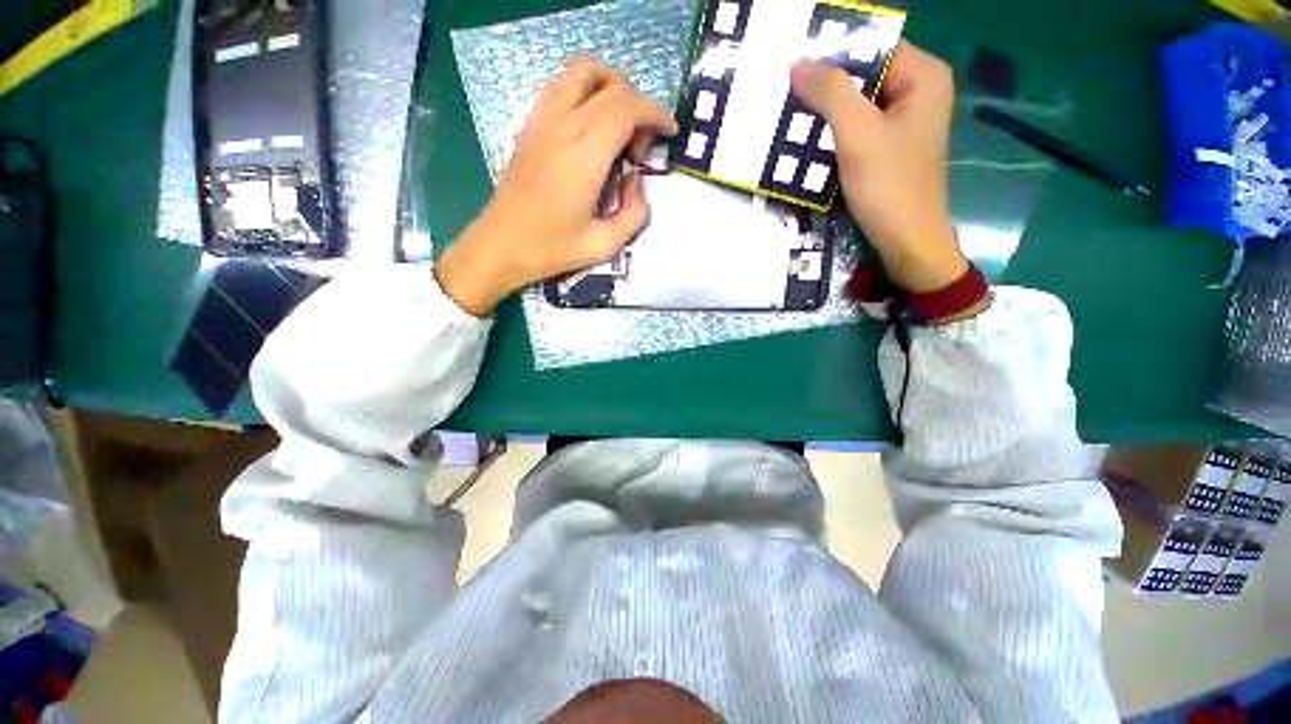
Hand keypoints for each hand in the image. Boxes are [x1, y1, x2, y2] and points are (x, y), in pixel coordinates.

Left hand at [436, 58, 678, 315]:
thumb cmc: (552, 249)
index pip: (628, 109)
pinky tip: (592, 124)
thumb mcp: (604, 245)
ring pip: (584, 72)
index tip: (670, 133)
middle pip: (613, 88)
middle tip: (640, 151)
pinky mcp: (531, 124)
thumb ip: (635, 214)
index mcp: (585, 157)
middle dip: (640, 110)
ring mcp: (543, 120)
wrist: (501, 245)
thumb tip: (637, 184)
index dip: (656, 114)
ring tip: (620, 126)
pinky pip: (562, 85)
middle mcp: (564, 127)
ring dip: (613, 88)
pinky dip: (587, 91)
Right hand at [792, 43, 966, 292]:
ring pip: (858, 102)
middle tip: (785, 90)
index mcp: (922, 76)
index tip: (795, 63)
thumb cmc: (889, 186)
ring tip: (788, 113)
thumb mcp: (857, 134)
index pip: (873, 45)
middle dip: (826, 83)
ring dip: (825, 110)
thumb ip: (830, 92)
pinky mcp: (889, 147)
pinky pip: (858, 127)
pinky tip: (807, 139)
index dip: (834, 51)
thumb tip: (797, 62)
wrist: (906, 241)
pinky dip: (833, 132)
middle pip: (865, 74)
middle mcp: (917, 91)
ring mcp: (903, 122)